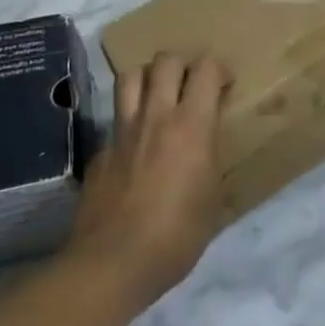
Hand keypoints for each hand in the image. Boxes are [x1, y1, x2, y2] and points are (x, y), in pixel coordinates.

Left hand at [69, 52, 230, 310]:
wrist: (112, 264)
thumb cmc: (176, 236)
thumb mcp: (213, 200)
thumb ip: (211, 162)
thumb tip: (208, 152)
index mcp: (192, 125)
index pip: (206, 68)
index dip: (219, 69)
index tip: (225, 86)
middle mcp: (156, 116)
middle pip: (165, 61)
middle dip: (183, 64)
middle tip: (192, 86)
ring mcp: (122, 132)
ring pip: (131, 76)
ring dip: (149, 77)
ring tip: (160, 96)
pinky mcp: (100, 152)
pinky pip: (115, 119)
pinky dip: (129, 120)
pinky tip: (136, 146)